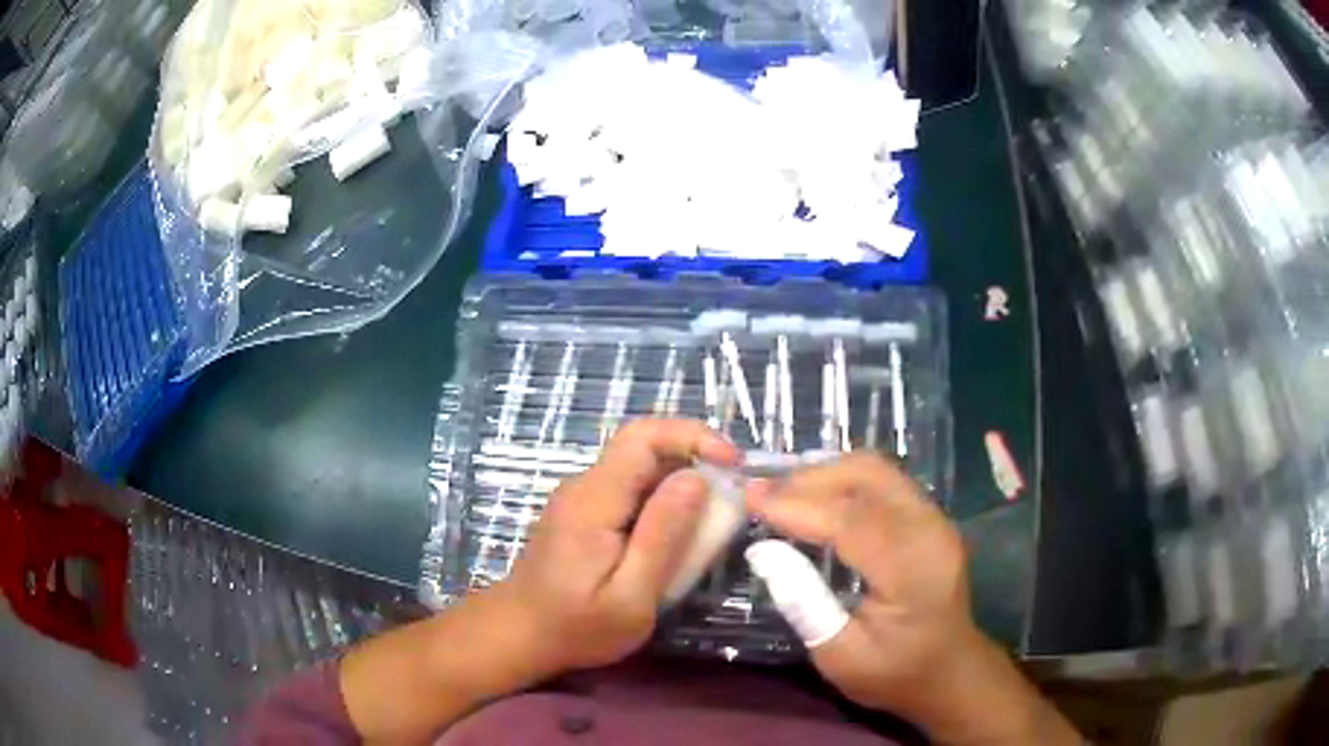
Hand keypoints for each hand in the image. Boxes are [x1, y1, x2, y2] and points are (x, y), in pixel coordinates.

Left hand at [498, 418, 740, 673]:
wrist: (521, 635)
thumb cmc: (576, 627)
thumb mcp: (631, 595)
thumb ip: (662, 536)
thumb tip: (697, 479)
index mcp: (594, 500)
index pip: (643, 436)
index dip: (692, 437)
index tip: (732, 465)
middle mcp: (585, 486)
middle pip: (644, 447)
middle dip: (694, 460)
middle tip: (730, 498)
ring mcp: (581, 497)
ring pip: (640, 468)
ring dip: (681, 483)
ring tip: (710, 522)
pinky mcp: (583, 513)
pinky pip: (630, 490)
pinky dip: (662, 501)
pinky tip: (676, 536)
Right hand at [747, 453, 1079, 744]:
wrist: (950, 670)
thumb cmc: (894, 672)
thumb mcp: (840, 655)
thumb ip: (803, 602)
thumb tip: (762, 550)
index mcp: (913, 570)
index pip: (852, 521)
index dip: (798, 505)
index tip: (750, 499)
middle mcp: (930, 530)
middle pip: (868, 476)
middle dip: (810, 477)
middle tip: (762, 493)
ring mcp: (935, 517)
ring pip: (876, 469)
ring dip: (825, 473)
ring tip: (782, 493)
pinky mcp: (929, 516)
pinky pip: (883, 481)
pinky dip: (843, 481)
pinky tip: (816, 498)